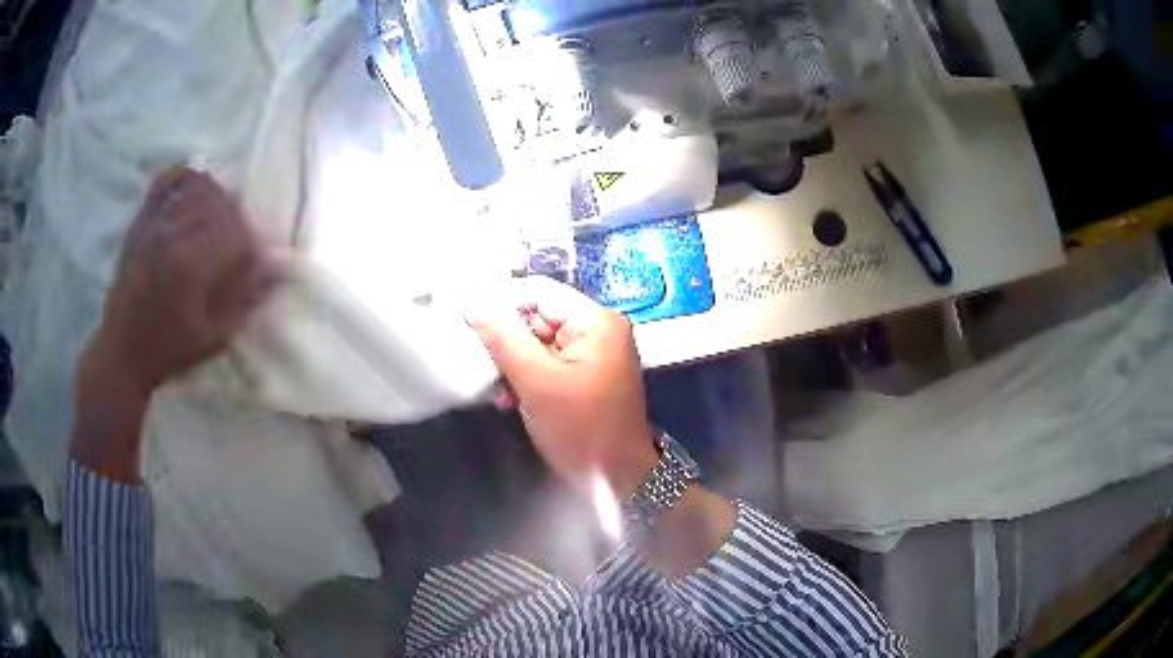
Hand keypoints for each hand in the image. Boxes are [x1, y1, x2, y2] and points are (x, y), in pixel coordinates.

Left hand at [83, 167, 277, 395]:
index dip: (252, 248)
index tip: (254, 261)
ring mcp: (158, 223)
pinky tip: (192, 191)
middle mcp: (177, 234)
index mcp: (194, 265)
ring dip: (216, 198)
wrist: (123, 349)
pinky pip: (168, 181)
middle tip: (236, 239)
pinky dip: (185, 178)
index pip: (239, 238)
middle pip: (223, 205)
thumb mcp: (212, 337)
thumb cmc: (169, 348)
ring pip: (200, 187)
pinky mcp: (144, 220)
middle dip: (237, 221)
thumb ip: (242, 300)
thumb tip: (274, 272)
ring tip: (218, 216)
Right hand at [471, 277, 658, 497]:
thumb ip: (504, 340)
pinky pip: (545, 363)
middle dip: (506, 341)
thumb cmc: (581, 430)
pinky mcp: (582, 376)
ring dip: (513, 364)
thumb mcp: (538, 383)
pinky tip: (511, 399)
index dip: (500, 301)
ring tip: (500, 390)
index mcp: (595, 321)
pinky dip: (526, 378)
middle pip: (536, 316)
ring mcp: (590, 354)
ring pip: (536, 342)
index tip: (465, 319)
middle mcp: (596, 329)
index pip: (539, 291)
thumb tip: (474, 305)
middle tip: (484, 366)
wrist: (617, 479)